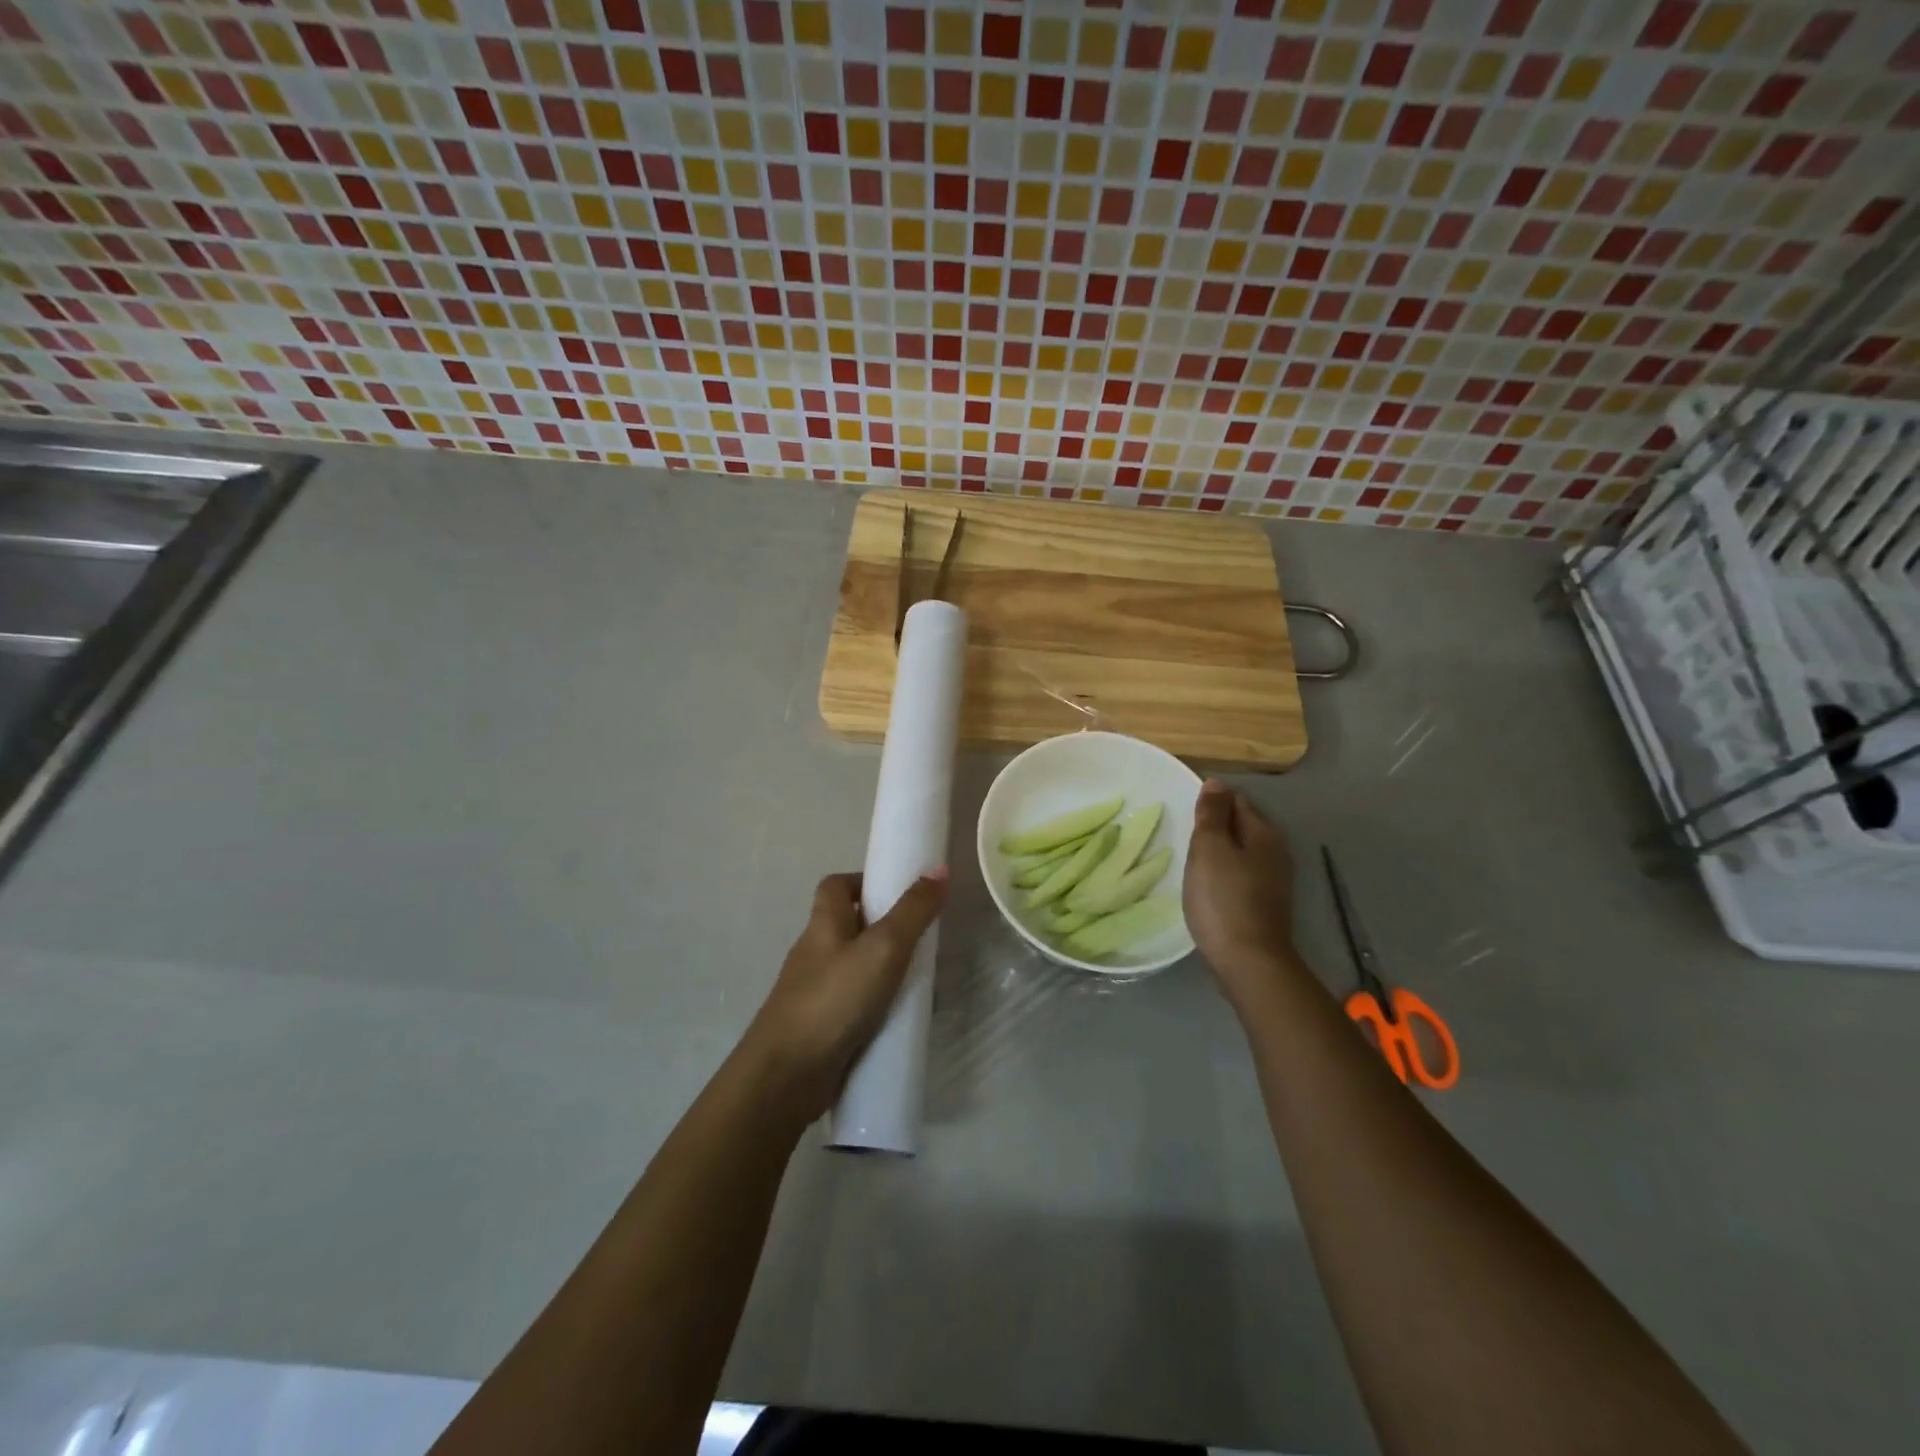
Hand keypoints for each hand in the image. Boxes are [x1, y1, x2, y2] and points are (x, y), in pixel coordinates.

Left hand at [743, 870, 947, 1118]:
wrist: (785, 1077)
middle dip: (885, 929)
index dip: (864, 881)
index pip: (836, 886)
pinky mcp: (821, 1028)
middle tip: (923, 939)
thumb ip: (913, 910)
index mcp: (823, 924)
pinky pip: (855, 1006)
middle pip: (848, 926)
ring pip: (855, 969)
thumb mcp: (883, 948)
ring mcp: (815, 992)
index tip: (899, 893)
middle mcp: (815, 952)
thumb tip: (940, 868)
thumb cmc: (834, 999)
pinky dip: (877, 1008)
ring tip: (922, 981)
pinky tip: (902, 1020)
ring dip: (885, 971)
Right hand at [1184, 781, 1297, 1011]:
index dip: (1210, 801)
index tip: (1184, 811)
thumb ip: (1211, 814)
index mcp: (1263, 832)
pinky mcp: (1264, 903)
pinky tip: (1206, 884)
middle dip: (1214, 826)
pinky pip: (1240, 875)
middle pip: (1240, 825)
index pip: (1235, 800)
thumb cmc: (1223, 899)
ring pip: (1240, 851)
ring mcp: (1273, 880)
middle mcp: (1275, 851)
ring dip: (1218, 851)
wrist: (1248, 961)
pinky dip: (1223, 873)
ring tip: (1190, 858)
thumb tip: (1216, 782)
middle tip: (1182, 834)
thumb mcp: (1209, 849)